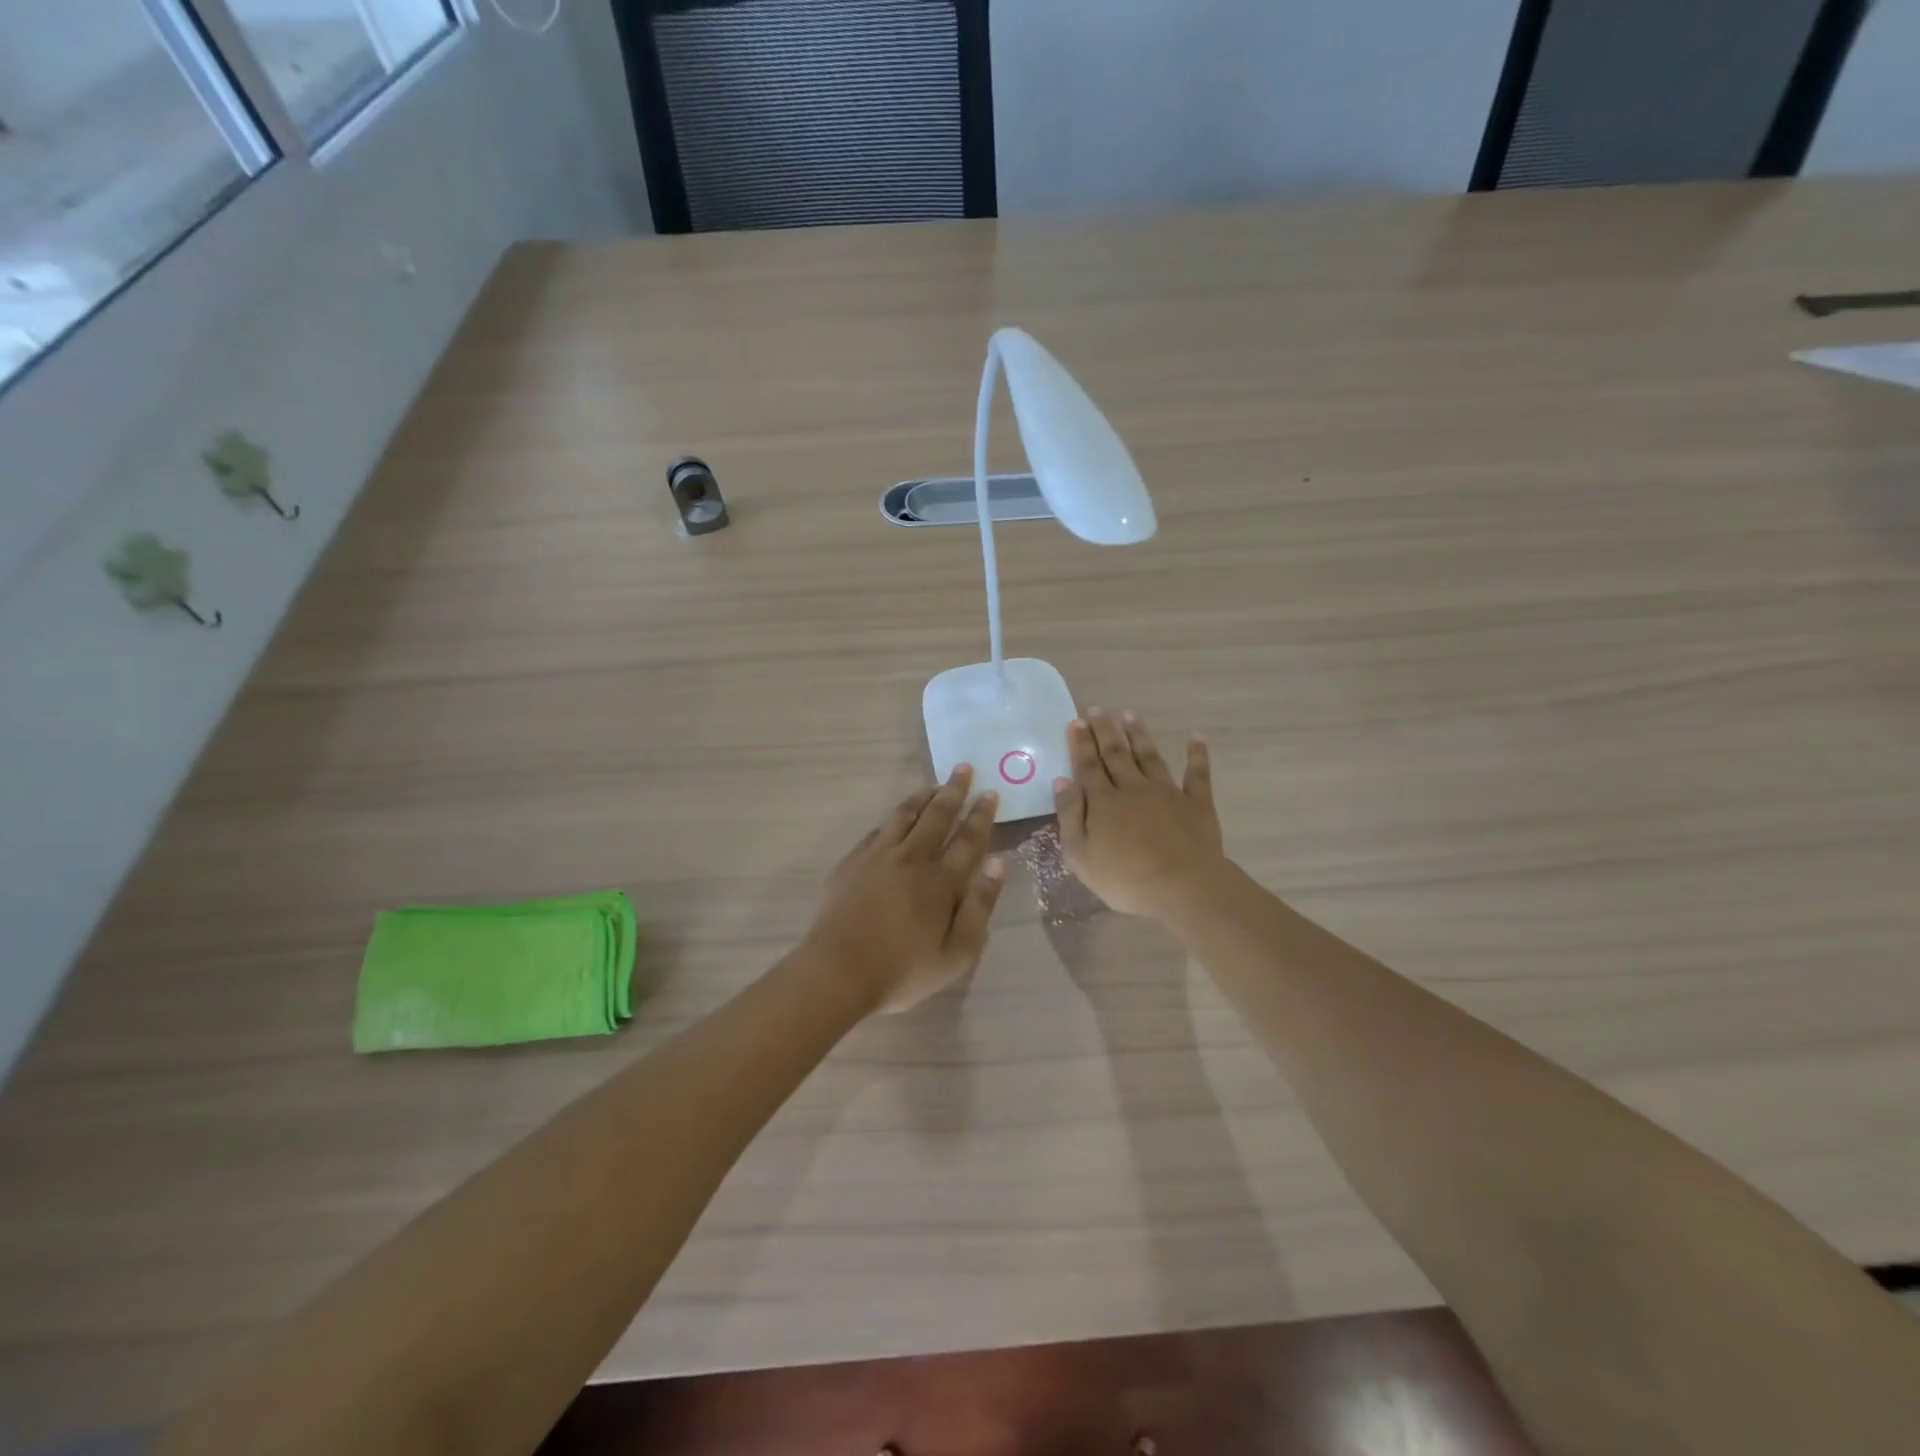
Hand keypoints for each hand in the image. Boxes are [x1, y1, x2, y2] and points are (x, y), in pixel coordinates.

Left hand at [804, 766, 1006, 1013]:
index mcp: (941, 882)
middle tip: (964, 768)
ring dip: (923, 796)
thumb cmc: (902, 971)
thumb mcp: (956, 954)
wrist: (837, 972)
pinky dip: (894, 816)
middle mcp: (912, 859)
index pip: (968, 839)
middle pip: (937, 816)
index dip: (981, 815)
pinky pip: (879, 828)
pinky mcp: (853, 861)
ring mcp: (878, 856)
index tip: (990, 792)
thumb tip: (997, 863)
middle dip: (954, 791)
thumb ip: (980, 907)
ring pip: (905, 815)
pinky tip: (898, 815)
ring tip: (934, 784)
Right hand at [1053, 708, 1225, 919]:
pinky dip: (1196, 754)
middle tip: (1097, 710)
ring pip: (1149, 757)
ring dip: (1138, 735)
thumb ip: (1070, 815)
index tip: (1076, 722)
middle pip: (1116, 755)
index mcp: (1103, 802)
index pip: (1088, 767)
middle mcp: (1133, 789)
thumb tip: (1062, 780)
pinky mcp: (1196, 804)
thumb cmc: (1124, 878)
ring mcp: (1167, 793)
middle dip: (1105, 731)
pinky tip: (1195, 737)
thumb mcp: (1080, 855)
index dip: (1081, 744)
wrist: (1182, 887)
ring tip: (1129, 715)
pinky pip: (1197, 774)